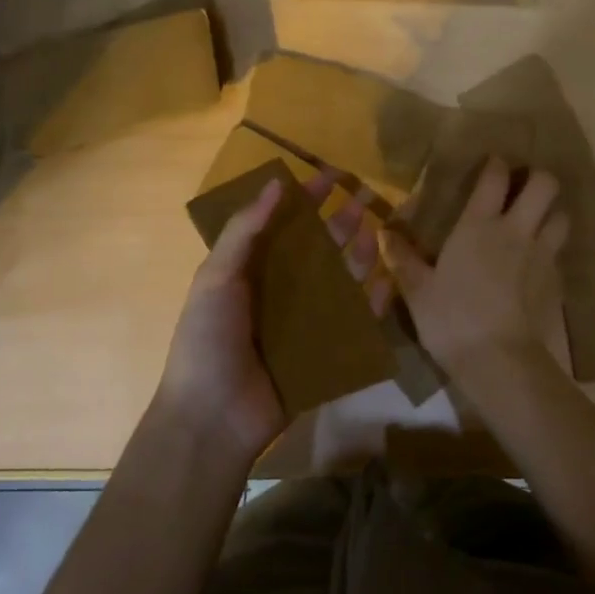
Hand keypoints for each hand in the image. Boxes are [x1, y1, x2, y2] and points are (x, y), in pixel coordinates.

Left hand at [157, 169, 395, 466]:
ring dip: (359, 253)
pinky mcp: (326, 351)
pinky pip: (356, 322)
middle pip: (319, 248)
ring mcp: (306, 321)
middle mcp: (282, 289)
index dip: (307, 199)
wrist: (212, 418)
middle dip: (342, 220)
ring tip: (375, 229)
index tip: (332, 175)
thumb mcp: (217, 278)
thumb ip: (244, 231)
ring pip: (341, 279)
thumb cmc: (208, 340)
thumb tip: (276, 182)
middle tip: (369, 196)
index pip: (285, 224)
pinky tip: (387, 281)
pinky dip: (372, 302)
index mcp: (253, 269)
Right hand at [383, 158, 568, 379]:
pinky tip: (538, 265)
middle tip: (524, 187)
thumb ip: (403, 259)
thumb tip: (383, 234)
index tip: (493, 163)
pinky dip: (552, 252)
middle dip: (539, 178)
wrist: (499, 360)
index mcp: (479, 226)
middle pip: (545, 185)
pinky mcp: (556, 282)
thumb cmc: (452, 319)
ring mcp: (542, 256)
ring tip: (538, 222)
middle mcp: (516, 231)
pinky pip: (560, 255)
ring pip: (562, 217)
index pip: (495, 178)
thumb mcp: (417, 291)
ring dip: (552, 214)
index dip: (496, 164)